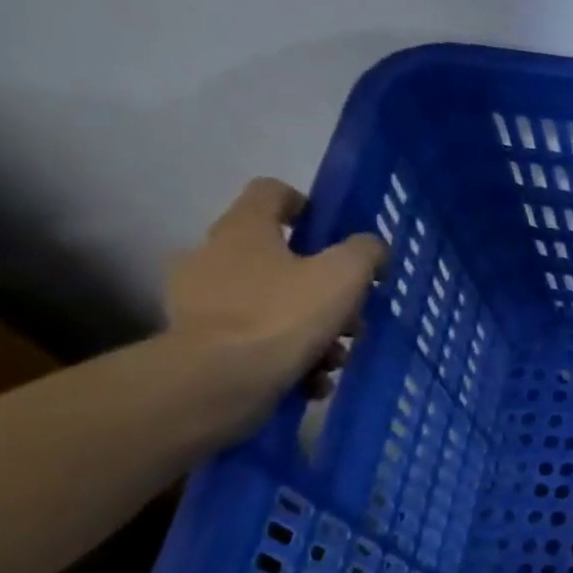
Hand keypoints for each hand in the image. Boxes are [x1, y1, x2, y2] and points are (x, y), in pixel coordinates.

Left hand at [164, 178, 385, 422]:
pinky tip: (312, 379)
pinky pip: (257, 341)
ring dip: (312, 329)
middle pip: (280, 258)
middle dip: (323, 288)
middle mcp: (213, 256)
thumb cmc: (283, 315)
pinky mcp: (201, 342)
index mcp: (244, 229)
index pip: (272, 192)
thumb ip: (365, 252)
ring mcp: (202, 301)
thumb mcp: (345, 275)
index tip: (334, 235)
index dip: (307, 206)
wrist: (218, 381)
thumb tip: (370, 248)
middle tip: (351, 316)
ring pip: (273, 305)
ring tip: (336, 359)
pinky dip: (289, 357)